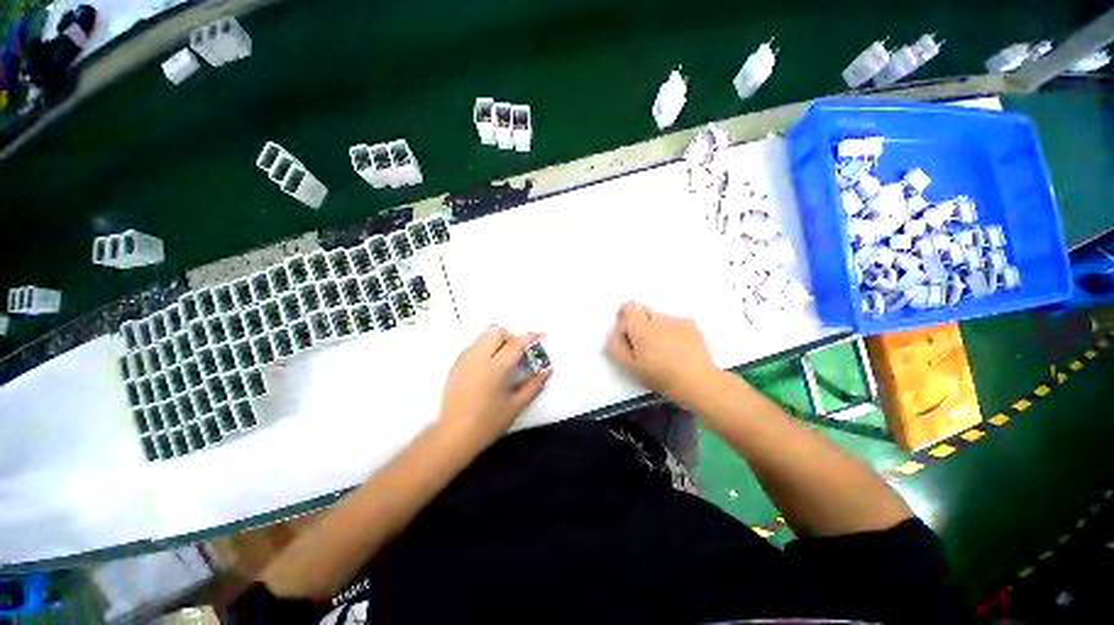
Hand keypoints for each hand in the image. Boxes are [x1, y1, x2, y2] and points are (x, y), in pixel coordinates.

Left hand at [438, 326, 551, 444]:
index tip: (541, 335)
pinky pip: (473, 345)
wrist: (454, 435)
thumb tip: (548, 370)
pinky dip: (484, 347)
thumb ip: (535, 385)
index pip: (516, 343)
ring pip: (483, 336)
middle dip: (511, 336)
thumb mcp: (517, 405)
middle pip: (496, 331)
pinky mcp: (455, 365)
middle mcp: (478, 358)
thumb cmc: (489, 422)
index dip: (530, 336)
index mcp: (496, 368)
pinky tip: (488, 365)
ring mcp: (464, 360)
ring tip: (503, 357)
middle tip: (518, 352)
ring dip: (497, 340)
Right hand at [606, 301, 717, 399]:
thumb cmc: (660, 376)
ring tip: (665, 350)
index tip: (629, 331)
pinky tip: (679, 348)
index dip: (626, 317)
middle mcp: (658, 318)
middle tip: (647, 346)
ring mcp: (677, 320)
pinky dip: (673, 332)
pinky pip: (675, 323)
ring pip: (660, 319)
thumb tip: (614, 333)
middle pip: (644, 313)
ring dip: (658, 329)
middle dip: (642, 325)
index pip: (628, 308)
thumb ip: (616, 347)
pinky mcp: (691, 324)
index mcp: (641, 328)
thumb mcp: (631, 367)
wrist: (697, 381)